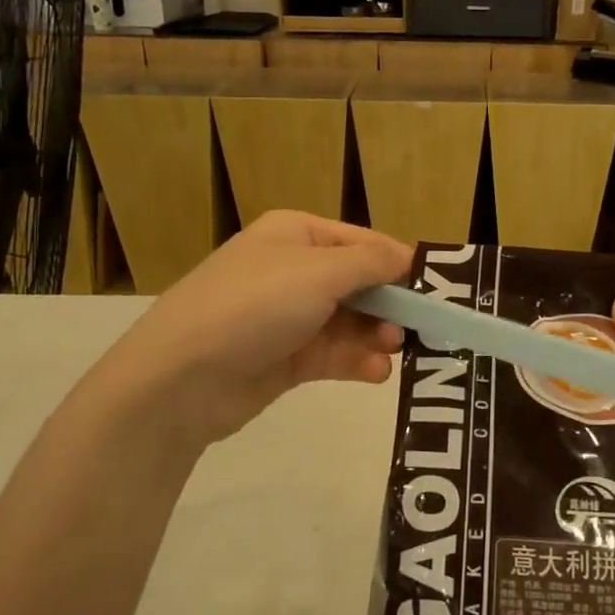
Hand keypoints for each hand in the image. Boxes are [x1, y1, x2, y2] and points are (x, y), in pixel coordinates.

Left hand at [82, 211, 410, 455]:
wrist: (180, 379)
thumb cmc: (255, 306)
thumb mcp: (319, 273)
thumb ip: (371, 263)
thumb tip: (407, 257)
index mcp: (296, 235)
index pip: (361, 242)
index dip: (397, 263)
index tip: (434, 289)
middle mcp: (292, 271)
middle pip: (357, 284)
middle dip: (388, 304)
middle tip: (417, 327)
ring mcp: (286, 317)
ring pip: (348, 322)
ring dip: (375, 335)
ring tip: (393, 350)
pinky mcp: (283, 359)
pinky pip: (332, 354)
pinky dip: (356, 361)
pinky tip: (375, 372)